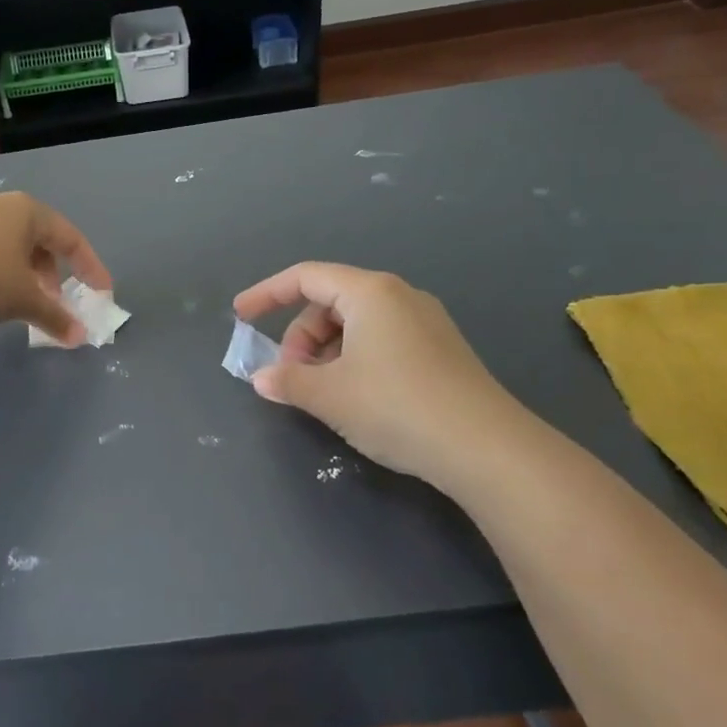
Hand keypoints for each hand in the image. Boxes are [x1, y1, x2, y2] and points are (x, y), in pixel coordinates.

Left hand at [0, 192, 111, 345]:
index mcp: (27, 211)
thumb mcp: (23, 299)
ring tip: (21, 303)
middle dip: (52, 273)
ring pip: (10, 246)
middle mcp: (0, 206)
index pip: (70, 237)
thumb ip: (55, 317)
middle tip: (54, 301)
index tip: (101, 293)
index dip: (91, 267)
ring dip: (25, 275)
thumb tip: (79, 337)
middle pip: (39, 239)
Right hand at [233, 263, 536, 489]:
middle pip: (330, 303)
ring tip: (322, 393)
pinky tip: (356, 397)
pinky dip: (354, 360)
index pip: (305, 277)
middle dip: (301, 336)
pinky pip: (382, 340)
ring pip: (356, 325)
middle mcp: (399, 296)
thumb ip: (287, 381)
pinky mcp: (441, 350)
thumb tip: (262, 379)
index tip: (240, 316)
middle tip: (291, 377)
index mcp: (370, 292)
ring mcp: (425, 322)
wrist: (486, 448)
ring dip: (326, 353)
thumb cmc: (395, 406)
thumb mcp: (329, 396)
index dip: (266, 294)